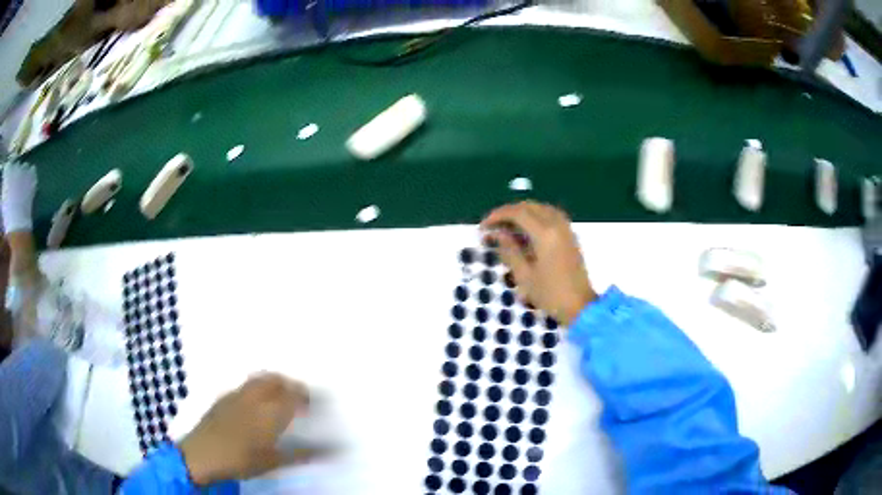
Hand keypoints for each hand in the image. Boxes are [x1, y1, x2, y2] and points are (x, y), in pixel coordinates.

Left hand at [179, 373, 309, 484]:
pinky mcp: (223, 397)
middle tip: (298, 397)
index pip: (294, 395)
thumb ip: (301, 453)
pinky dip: (256, 388)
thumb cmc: (241, 460)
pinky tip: (254, 403)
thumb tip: (331, 451)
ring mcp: (236, 394)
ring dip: (273, 383)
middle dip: (290, 384)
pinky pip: (245, 385)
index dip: (306, 395)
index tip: (314, 403)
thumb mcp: (274, 462)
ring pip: (259, 379)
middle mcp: (254, 397)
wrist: (202, 454)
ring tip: (278, 397)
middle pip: (276, 379)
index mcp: (270, 411)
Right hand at [481, 201, 596, 325]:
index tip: (484, 226)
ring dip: (522, 213)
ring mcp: (566, 229)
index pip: (517, 213)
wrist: (581, 306)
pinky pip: (551, 216)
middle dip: (509, 212)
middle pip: (529, 206)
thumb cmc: (550, 294)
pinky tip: (526, 232)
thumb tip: (496, 234)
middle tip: (493, 226)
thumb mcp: (524, 275)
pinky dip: (535, 217)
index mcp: (545, 233)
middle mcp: (557, 224)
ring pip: (541, 209)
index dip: (498, 215)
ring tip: (507, 228)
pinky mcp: (570, 236)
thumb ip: (509, 250)